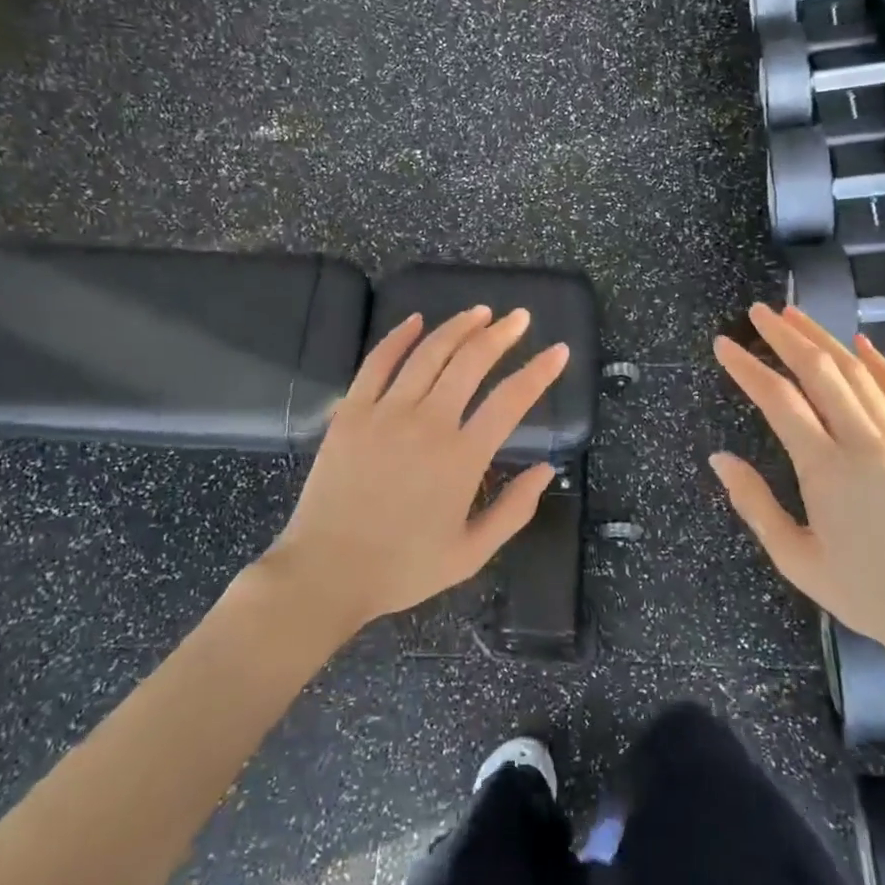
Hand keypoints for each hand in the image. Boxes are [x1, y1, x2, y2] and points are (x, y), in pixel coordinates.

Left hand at [260, 306, 569, 635]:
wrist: (326, 573)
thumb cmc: (402, 568)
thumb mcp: (471, 553)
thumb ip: (514, 510)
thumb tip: (547, 469)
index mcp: (463, 457)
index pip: (511, 400)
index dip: (540, 371)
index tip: (558, 351)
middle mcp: (428, 423)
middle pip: (471, 362)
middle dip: (501, 334)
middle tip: (519, 317)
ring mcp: (386, 412)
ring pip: (429, 353)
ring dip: (458, 327)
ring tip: (480, 312)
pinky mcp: (351, 412)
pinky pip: (377, 363)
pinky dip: (398, 337)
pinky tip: (415, 320)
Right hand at [710, 304, 884, 674]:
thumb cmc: (866, 593)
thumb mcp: (795, 559)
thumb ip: (754, 504)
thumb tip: (719, 457)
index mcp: (826, 471)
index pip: (778, 401)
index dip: (747, 367)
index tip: (724, 344)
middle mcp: (865, 444)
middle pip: (821, 372)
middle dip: (785, 336)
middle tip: (758, 311)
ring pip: (860, 373)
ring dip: (825, 339)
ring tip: (796, 315)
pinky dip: (882, 363)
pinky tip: (862, 343)